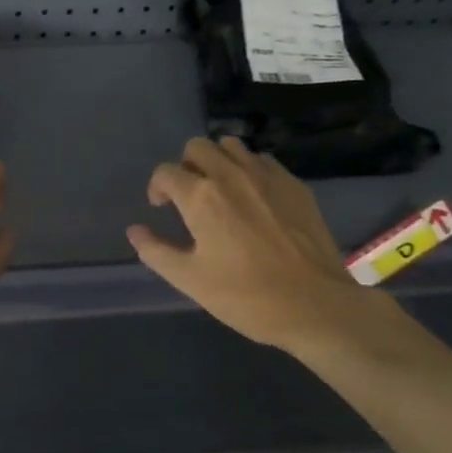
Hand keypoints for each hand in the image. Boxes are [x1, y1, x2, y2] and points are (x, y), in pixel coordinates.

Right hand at [127, 136, 447, 378]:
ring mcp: (267, 176)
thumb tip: (135, 230)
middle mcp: (231, 175)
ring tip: (220, 191)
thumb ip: (156, 251)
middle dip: (185, 166)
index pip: (166, 172)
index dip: (157, 187)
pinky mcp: (295, 185)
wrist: (316, 306)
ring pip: (232, 147)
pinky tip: (254, 198)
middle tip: (189, 196)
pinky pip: (263, 161)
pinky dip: (249, 170)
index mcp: (201, 197)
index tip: (161, 208)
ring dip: (218, 161)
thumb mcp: (190, 280)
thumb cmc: (246, 296)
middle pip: (198, 146)